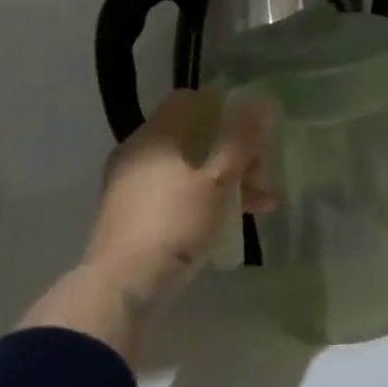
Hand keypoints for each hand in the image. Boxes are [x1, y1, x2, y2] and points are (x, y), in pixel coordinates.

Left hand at [84, 88, 274, 298]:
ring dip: (225, 180)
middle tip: (263, 178)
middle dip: (234, 153)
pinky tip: (230, 220)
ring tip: (260, 206)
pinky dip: (203, 198)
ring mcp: (131, 185)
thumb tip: (261, 100)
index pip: (191, 100)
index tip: (254, 132)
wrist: (124, 286)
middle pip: (193, 137)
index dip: (226, 109)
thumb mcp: (218, 181)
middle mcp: (138, 152)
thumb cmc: (176, 224)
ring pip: (187, 168)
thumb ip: (240, 140)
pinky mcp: (131, 215)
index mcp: (156, 135)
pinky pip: (174, 192)